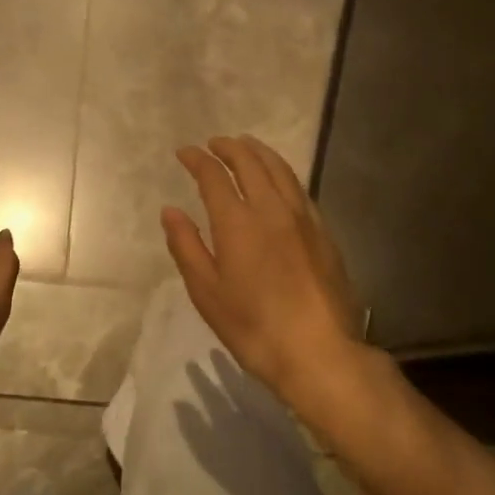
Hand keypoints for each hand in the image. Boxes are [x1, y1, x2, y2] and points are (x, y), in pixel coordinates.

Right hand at [162, 135, 369, 417]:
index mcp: (238, 222)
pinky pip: (299, 189)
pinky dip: (282, 174)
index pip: (214, 176)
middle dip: (230, 148)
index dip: (197, 160)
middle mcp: (272, 209)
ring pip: (281, 170)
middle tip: (214, 143)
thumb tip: (171, 211)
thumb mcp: (206, 292)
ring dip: (259, 153)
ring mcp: (303, 219)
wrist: (318, 351)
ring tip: (246, 147)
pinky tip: (279, 181)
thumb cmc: (253, 327)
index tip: (184, 152)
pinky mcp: (324, 233)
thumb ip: (187, 246)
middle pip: (251, 163)